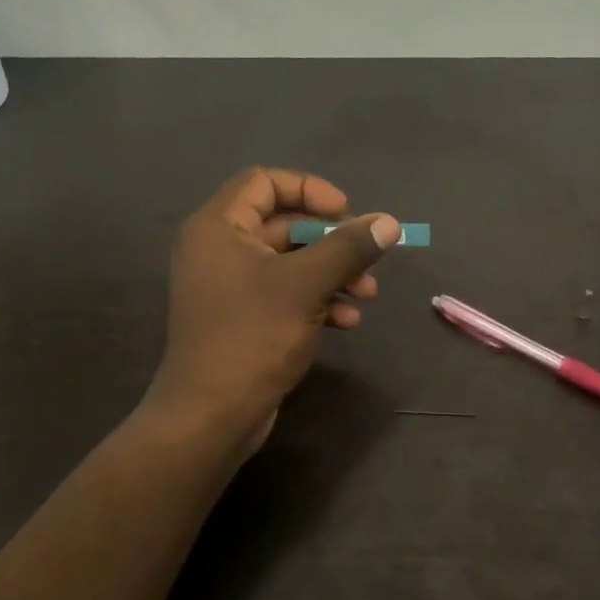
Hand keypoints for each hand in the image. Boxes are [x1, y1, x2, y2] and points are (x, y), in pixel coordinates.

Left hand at [144, 167, 401, 451]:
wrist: (211, 415)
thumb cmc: (252, 337)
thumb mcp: (306, 286)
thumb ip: (348, 248)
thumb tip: (388, 222)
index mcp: (218, 228)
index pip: (264, 183)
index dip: (309, 190)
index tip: (346, 212)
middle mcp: (219, 250)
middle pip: (283, 224)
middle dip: (331, 240)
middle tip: (368, 257)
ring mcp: (229, 287)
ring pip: (290, 263)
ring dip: (332, 273)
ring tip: (368, 294)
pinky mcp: (243, 319)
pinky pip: (284, 294)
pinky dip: (317, 299)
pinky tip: (347, 320)